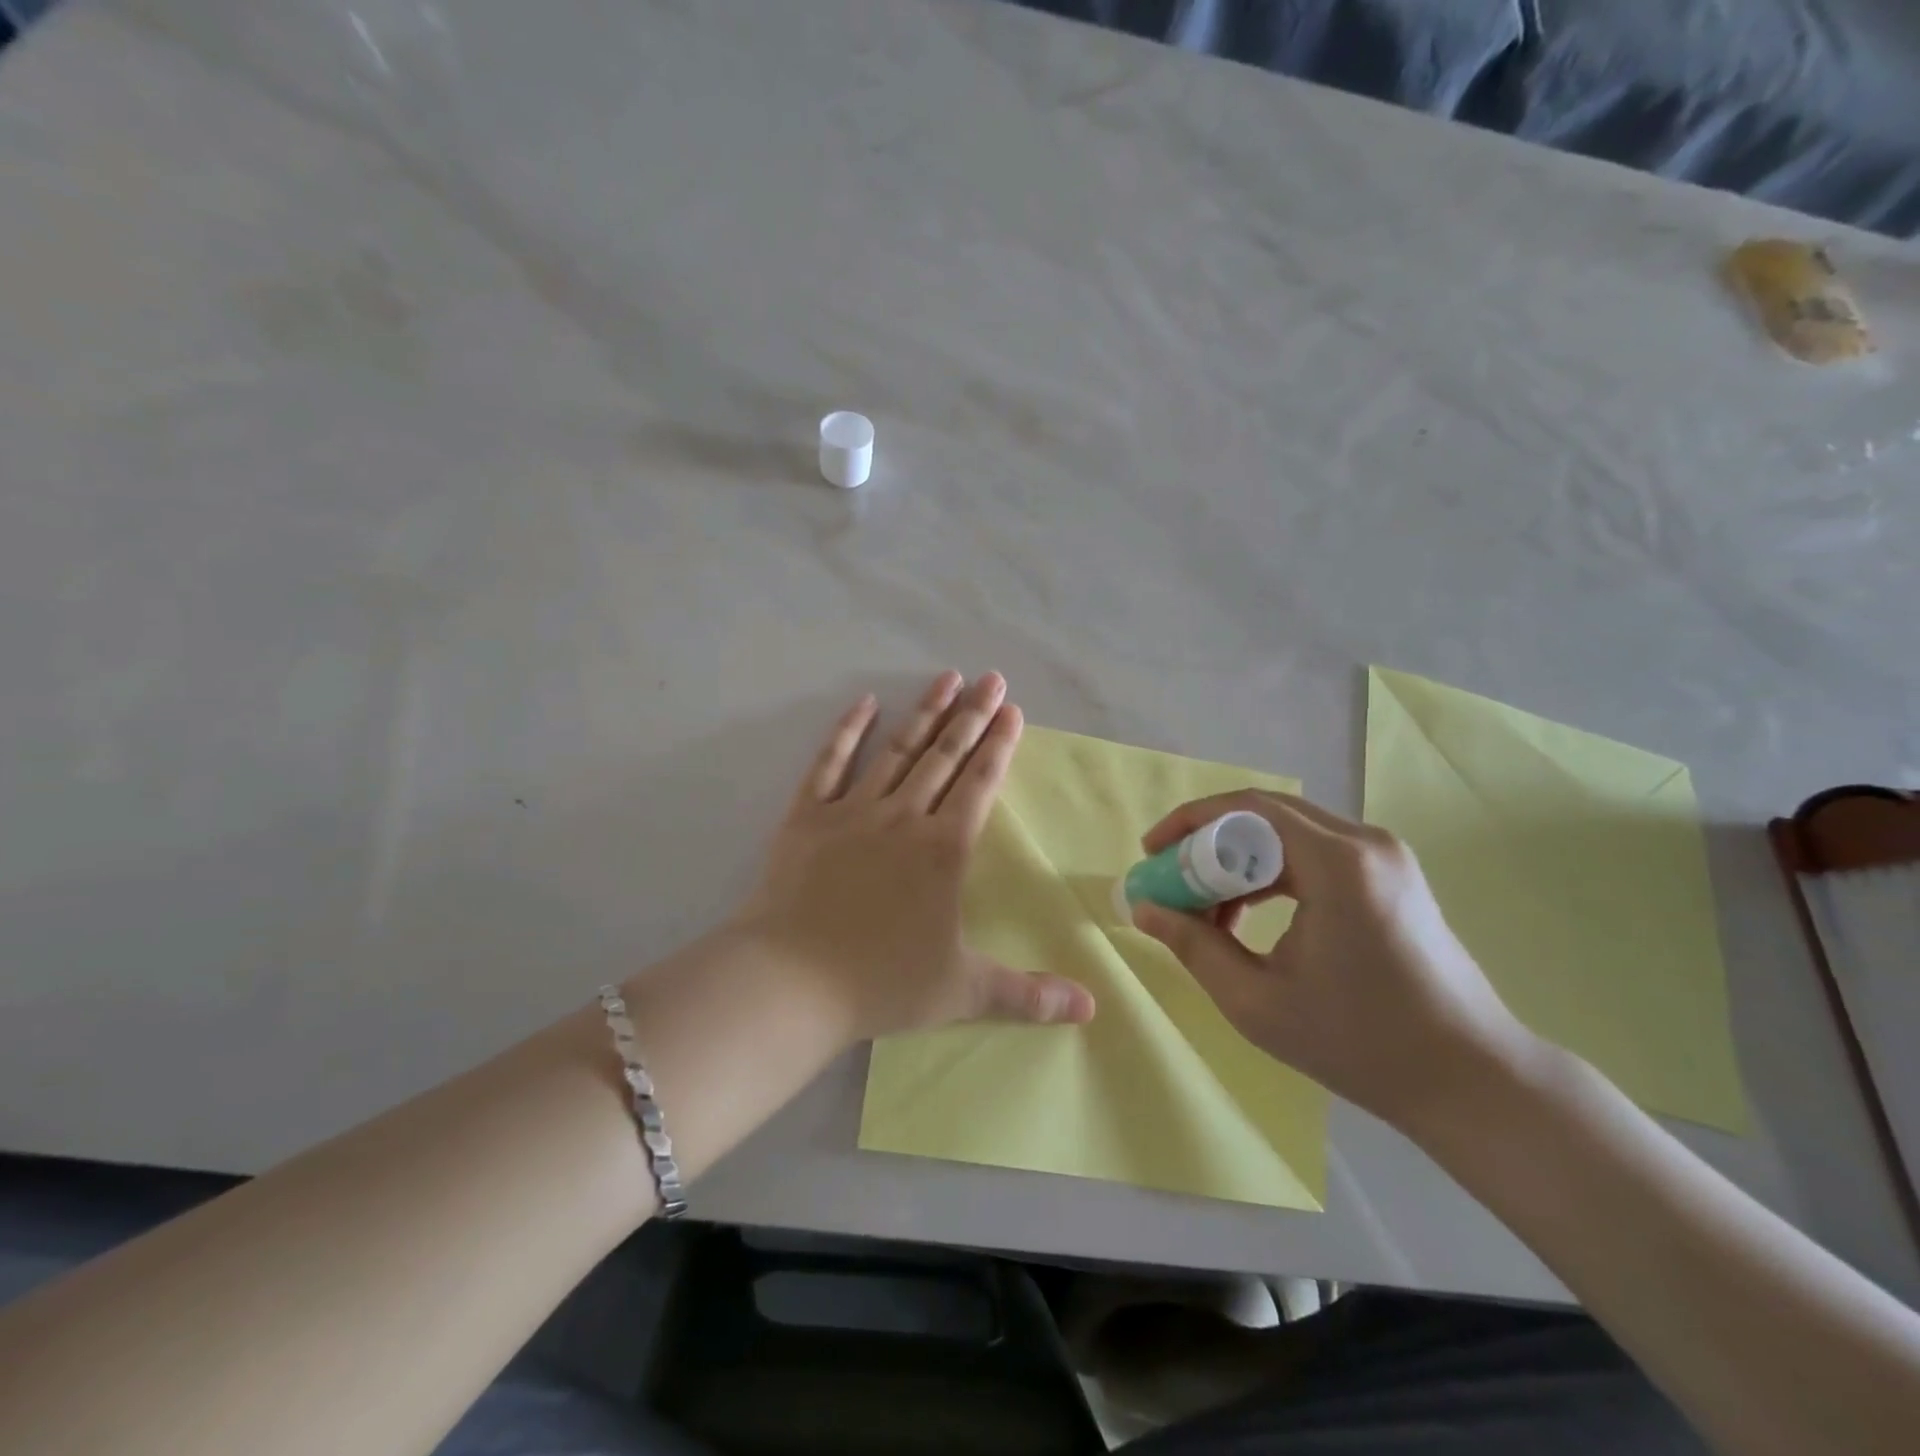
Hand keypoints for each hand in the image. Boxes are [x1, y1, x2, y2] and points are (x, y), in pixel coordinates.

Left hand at [737, 671, 1095, 1041]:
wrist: (789, 981)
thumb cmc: (879, 983)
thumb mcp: (962, 992)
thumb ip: (1028, 995)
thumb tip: (1092, 1010)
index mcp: (944, 849)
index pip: (980, 783)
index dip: (1000, 745)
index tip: (1014, 711)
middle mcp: (903, 817)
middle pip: (945, 756)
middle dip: (972, 715)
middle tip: (992, 679)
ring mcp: (852, 811)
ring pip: (897, 750)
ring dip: (925, 713)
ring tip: (947, 677)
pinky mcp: (807, 816)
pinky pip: (830, 763)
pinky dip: (848, 731)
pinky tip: (865, 702)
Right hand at [1129, 791, 1533, 1130]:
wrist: (1473, 1080)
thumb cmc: (1361, 1044)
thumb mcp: (1257, 1001)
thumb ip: (1194, 946)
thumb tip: (1143, 909)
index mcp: (1337, 864)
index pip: (1247, 809)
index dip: (1189, 823)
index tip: (1150, 853)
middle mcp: (1365, 843)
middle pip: (1265, 815)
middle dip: (1207, 842)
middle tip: (1169, 878)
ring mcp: (1385, 856)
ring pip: (1288, 833)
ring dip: (1238, 860)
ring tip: (1204, 906)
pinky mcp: (1392, 875)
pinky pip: (1314, 853)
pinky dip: (1271, 872)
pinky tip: (1248, 913)